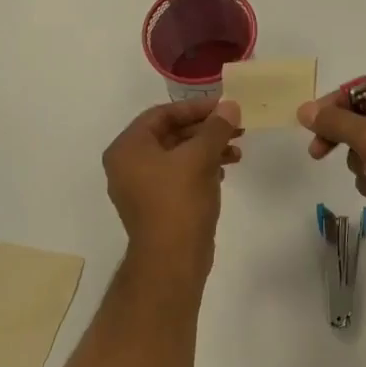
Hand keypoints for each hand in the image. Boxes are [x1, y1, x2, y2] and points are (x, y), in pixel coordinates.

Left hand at [103, 97, 243, 266]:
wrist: (172, 260)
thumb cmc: (179, 202)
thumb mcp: (199, 158)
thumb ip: (215, 128)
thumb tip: (230, 106)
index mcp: (127, 148)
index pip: (161, 114)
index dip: (195, 108)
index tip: (224, 107)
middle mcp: (128, 165)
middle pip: (170, 134)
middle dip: (205, 130)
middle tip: (236, 127)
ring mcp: (142, 187)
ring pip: (178, 156)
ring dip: (208, 149)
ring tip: (237, 151)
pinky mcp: (158, 205)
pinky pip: (179, 176)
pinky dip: (201, 169)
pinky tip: (224, 170)